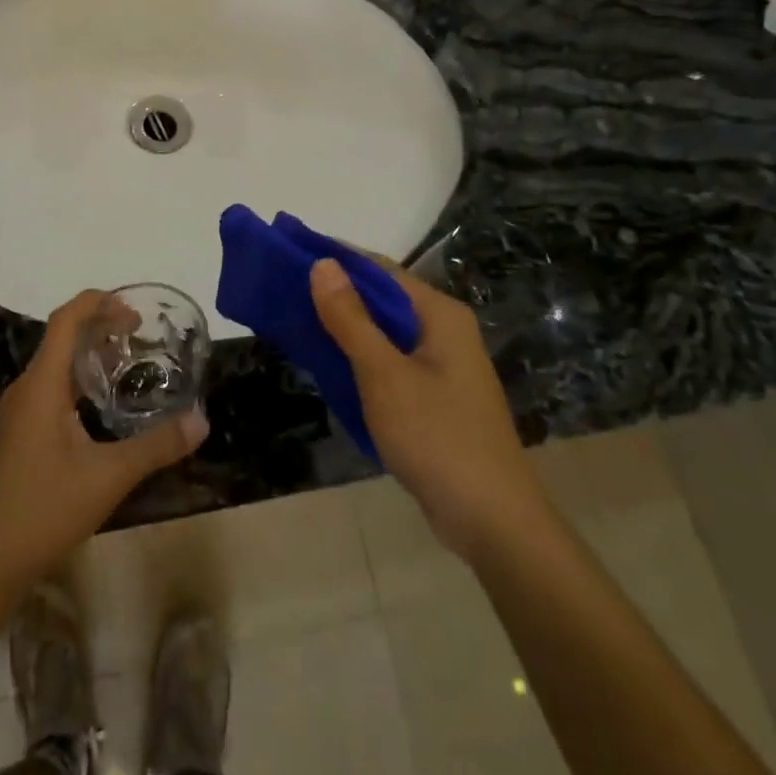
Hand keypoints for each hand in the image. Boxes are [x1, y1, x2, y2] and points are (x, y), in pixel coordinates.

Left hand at [0, 291, 208, 591]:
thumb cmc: (46, 508)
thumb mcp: (110, 476)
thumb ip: (157, 446)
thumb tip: (201, 420)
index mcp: (42, 385)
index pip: (65, 321)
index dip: (96, 303)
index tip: (132, 308)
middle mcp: (26, 389)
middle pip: (61, 338)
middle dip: (99, 326)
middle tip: (139, 334)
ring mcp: (19, 412)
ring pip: (55, 364)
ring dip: (88, 354)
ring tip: (127, 360)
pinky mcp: (19, 432)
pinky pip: (50, 387)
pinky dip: (78, 379)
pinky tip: (101, 403)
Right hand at [310, 257, 540, 552]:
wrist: (492, 521)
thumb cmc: (437, 437)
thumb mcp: (384, 374)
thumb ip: (351, 319)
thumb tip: (322, 263)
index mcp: (438, 314)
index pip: (379, 269)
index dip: (335, 259)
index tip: (290, 254)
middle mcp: (443, 330)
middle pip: (381, 299)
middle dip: (335, 294)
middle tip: (283, 292)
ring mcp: (442, 365)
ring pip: (383, 333)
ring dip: (344, 327)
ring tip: (294, 322)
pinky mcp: (435, 396)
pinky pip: (389, 362)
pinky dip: (359, 357)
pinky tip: (328, 364)